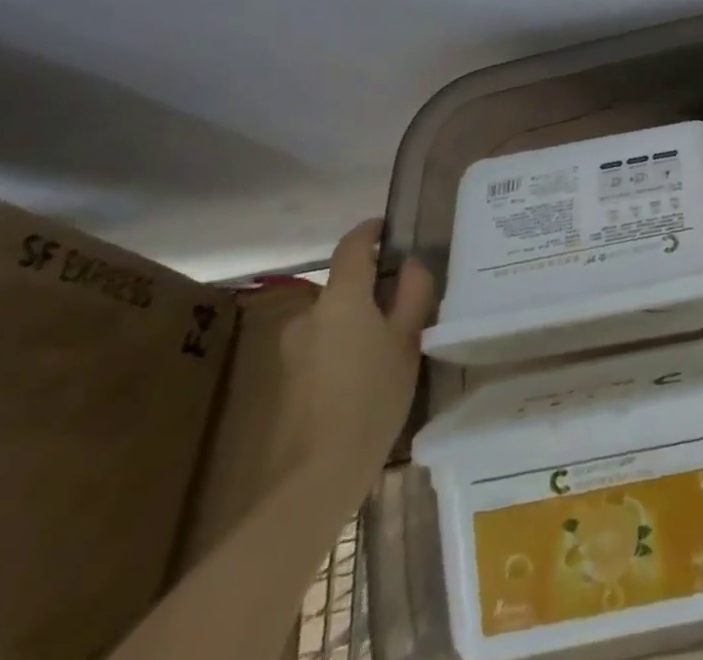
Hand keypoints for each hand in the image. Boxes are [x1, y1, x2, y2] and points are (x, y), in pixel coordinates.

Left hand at [278, 219, 435, 505]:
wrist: (316, 475)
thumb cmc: (372, 397)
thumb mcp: (408, 340)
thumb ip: (413, 294)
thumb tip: (411, 265)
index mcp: (340, 298)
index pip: (352, 246)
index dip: (371, 230)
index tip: (390, 227)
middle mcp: (309, 315)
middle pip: (343, 285)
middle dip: (372, 285)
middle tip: (407, 297)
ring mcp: (293, 349)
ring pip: (333, 317)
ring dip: (358, 317)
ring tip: (391, 337)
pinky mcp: (288, 379)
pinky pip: (323, 343)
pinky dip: (345, 343)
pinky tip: (367, 370)